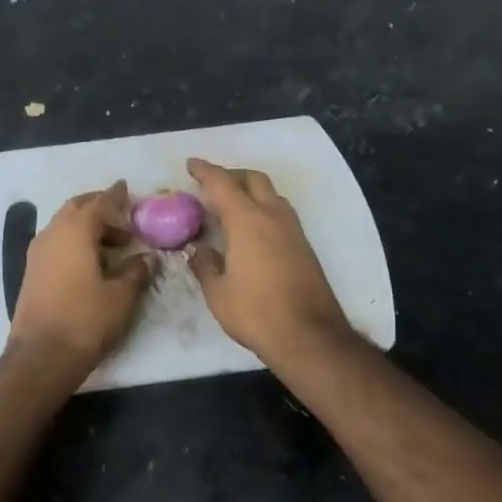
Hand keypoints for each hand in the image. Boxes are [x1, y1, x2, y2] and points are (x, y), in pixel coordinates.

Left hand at [8, 182, 151, 378]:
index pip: (99, 202)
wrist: (40, 356)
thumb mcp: (122, 296)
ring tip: (115, 244)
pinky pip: (57, 242)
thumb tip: (148, 257)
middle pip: (77, 208)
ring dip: (88, 226)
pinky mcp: (32, 271)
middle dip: (99, 207)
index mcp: (75, 230)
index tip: (127, 188)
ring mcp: (38, 252)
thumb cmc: (85, 320)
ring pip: (65, 225)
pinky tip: (92, 260)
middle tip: (122, 215)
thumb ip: (137, 271)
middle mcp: (53, 233)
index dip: (115, 195)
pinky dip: (76, 241)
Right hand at [187, 158, 353, 369]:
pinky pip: (279, 212)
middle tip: (211, 186)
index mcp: (247, 220)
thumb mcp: (218, 292)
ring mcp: (292, 229)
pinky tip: (251, 229)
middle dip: (231, 175)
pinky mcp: (304, 245)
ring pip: (270, 194)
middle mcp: (272, 215)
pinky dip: (262, 208)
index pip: (222, 183)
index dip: (205, 171)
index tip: (191, 165)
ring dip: (250, 191)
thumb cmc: (256, 312)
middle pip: (253, 179)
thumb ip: (204, 264)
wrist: (310, 336)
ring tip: (230, 207)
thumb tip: (196, 248)